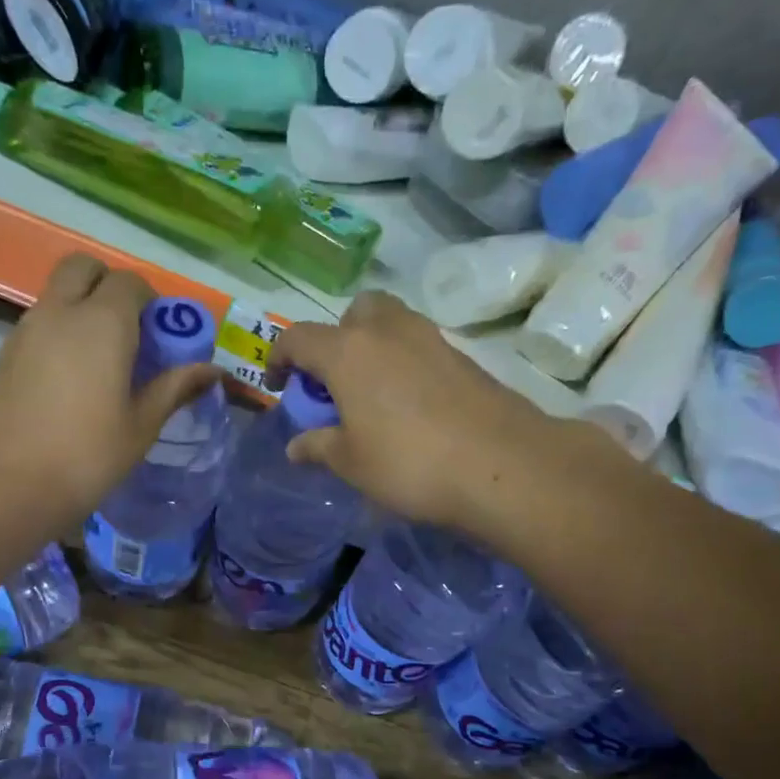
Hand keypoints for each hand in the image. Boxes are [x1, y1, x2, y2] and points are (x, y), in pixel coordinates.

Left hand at [0, 255, 222, 529]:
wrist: (6, 485)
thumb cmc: (87, 456)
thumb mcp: (141, 426)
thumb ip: (175, 388)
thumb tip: (211, 370)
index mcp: (102, 323)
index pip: (130, 283)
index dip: (150, 302)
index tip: (161, 337)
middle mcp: (60, 312)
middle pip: (84, 268)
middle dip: (109, 285)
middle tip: (129, 331)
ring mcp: (26, 329)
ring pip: (58, 293)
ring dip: (82, 307)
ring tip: (103, 360)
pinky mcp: (6, 353)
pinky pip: (40, 321)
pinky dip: (60, 330)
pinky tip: (72, 380)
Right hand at [269, 291, 593, 537]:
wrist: (502, 465)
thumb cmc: (409, 463)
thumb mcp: (351, 464)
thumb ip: (318, 448)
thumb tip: (295, 447)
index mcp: (348, 352)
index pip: (298, 338)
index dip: (278, 358)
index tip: (278, 386)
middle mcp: (387, 331)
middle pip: (353, 312)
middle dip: (335, 338)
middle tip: (334, 381)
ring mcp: (430, 338)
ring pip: (391, 322)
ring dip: (372, 347)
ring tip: (371, 394)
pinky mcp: (463, 356)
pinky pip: (419, 347)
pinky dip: (403, 363)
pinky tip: (410, 406)